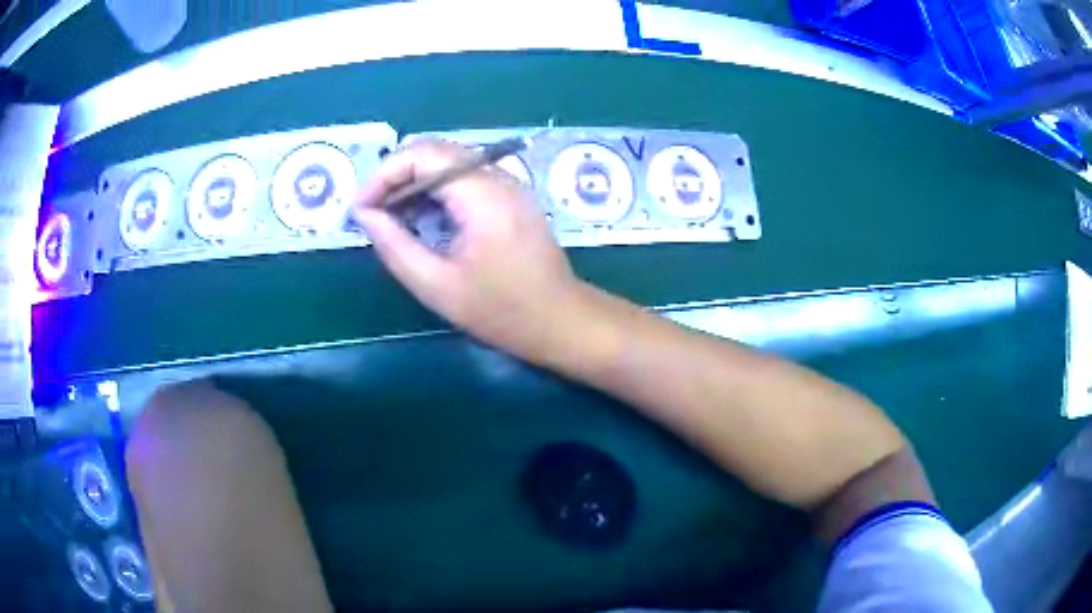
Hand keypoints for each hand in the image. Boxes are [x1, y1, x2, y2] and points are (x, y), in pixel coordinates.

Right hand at [354, 139, 584, 362]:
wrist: (560, 320)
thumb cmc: (501, 311)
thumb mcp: (437, 286)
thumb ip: (395, 246)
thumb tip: (364, 215)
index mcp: (482, 195)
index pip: (423, 154)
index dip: (384, 174)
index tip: (361, 208)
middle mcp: (498, 177)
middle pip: (435, 151)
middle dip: (396, 176)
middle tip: (372, 212)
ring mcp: (508, 184)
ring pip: (448, 162)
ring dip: (414, 183)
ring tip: (390, 218)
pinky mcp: (510, 196)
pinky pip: (464, 177)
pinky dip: (435, 191)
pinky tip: (421, 219)